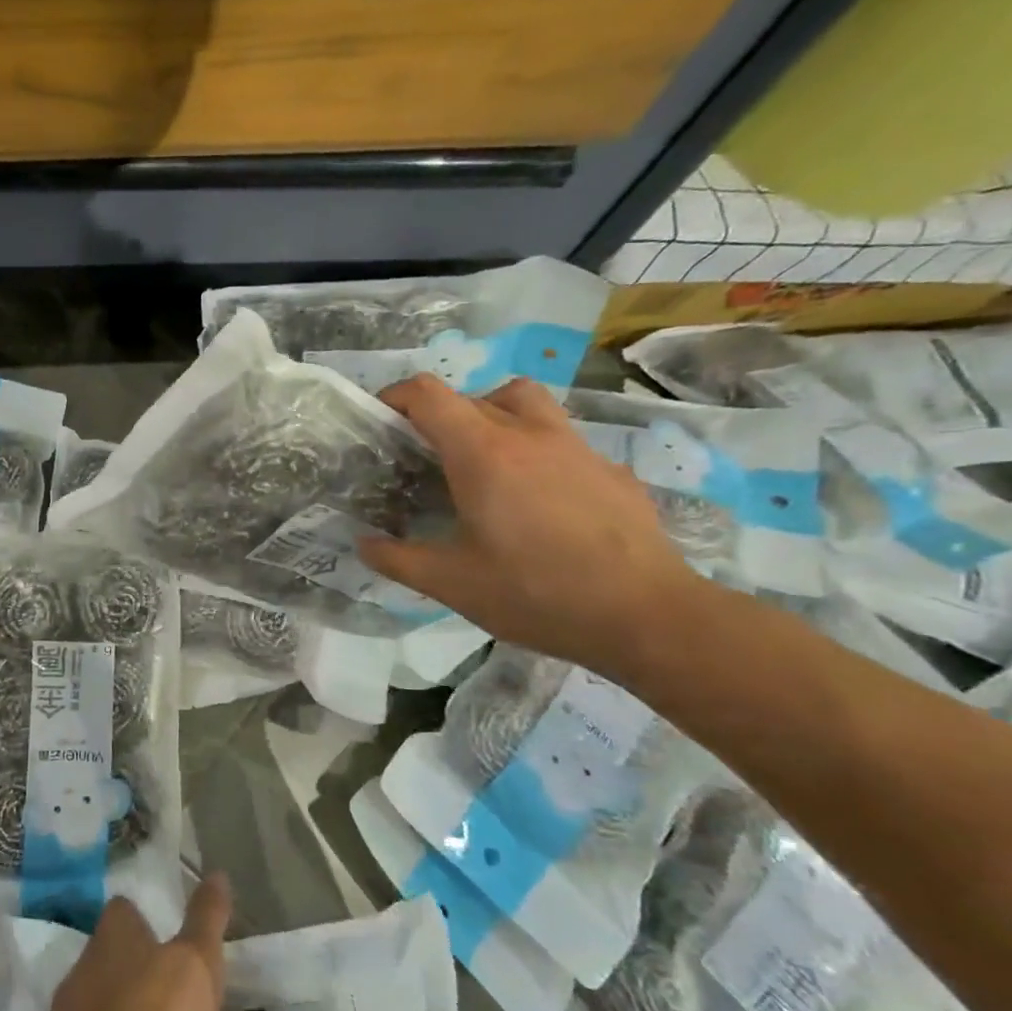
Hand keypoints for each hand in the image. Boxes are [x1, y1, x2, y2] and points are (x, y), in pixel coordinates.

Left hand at [45, 875, 230, 1010]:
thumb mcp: (198, 961)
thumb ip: (206, 918)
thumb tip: (217, 874)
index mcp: (111, 933)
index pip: (121, 910)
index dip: (142, 920)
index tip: (165, 938)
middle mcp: (82, 964)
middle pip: (106, 955)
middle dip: (131, 969)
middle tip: (165, 991)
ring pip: (96, 1003)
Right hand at [359, 375, 700, 676]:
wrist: (648, 616)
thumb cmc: (536, 593)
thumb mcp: (451, 584)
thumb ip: (397, 559)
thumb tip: (364, 544)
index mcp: (482, 452)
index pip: (428, 394)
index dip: (395, 397)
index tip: (381, 422)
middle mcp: (529, 434)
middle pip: (474, 395)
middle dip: (441, 416)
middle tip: (428, 457)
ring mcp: (577, 448)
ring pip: (526, 403)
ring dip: (495, 417)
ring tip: (486, 461)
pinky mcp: (612, 471)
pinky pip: (563, 443)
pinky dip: (539, 454)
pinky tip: (542, 504)